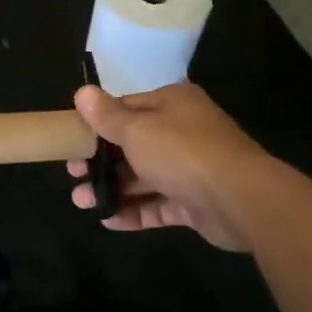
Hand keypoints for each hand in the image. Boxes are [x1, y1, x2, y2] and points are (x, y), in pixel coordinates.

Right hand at [67, 82, 272, 251]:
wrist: (240, 198)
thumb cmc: (182, 152)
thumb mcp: (136, 129)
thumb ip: (107, 116)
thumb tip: (82, 92)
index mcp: (172, 104)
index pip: (127, 107)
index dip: (97, 123)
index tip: (72, 139)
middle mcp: (183, 132)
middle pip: (133, 145)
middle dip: (101, 161)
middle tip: (72, 174)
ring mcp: (191, 169)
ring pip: (144, 177)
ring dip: (112, 188)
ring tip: (81, 202)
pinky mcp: (195, 202)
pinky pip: (159, 205)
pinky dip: (134, 211)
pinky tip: (108, 220)